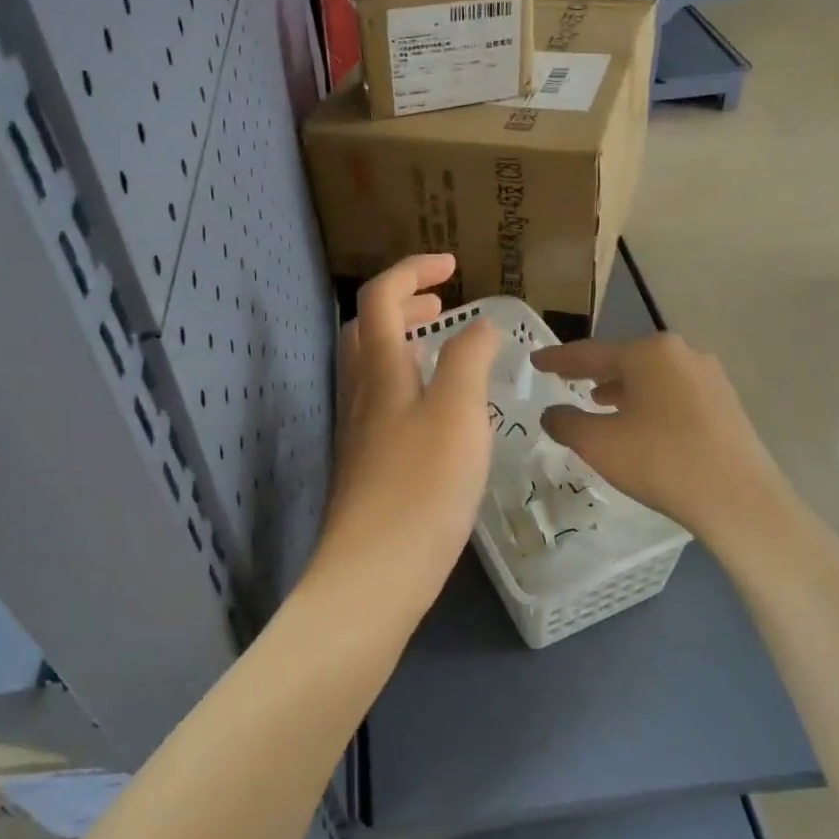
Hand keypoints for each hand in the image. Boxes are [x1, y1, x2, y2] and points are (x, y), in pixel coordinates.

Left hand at [305, 256, 500, 631]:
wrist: (375, 572)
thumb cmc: (422, 486)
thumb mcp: (459, 414)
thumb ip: (469, 361)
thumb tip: (479, 325)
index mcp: (379, 371)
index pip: (380, 297)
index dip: (412, 270)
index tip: (452, 266)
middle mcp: (361, 393)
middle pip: (367, 329)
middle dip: (402, 304)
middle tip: (440, 304)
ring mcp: (359, 431)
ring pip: (372, 368)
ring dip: (402, 343)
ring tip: (441, 348)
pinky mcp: (367, 465)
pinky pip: (383, 402)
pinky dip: (408, 383)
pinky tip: (438, 412)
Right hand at [531, 333, 798, 545]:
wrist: (739, 500)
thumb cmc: (660, 460)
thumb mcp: (598, 443)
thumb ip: (566, 422)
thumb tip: (551, 413)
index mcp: (649, 352)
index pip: (590, 353)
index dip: (558, 359)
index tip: (535, 361)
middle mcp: (682, 353)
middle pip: (625, 359)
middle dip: (593, 371)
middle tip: (565, 378)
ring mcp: (709, 377)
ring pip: (652, 376)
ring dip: (622, 388)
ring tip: (598, 402)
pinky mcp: (725, 404)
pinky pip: (673, 393)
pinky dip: (648, 401)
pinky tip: (638, 422)